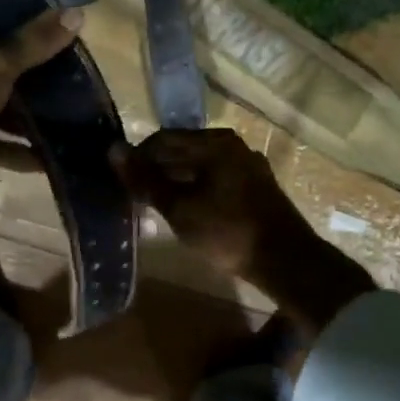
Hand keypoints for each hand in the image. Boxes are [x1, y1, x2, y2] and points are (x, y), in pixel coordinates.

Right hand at [112, 128, 374, 343]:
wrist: (286, 261)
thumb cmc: (228, 232)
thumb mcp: (179, 208)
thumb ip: (145, 180)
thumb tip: (113, 150)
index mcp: (214, 142)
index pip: (162, 139)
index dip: (137, 159)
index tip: (122, 184)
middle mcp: (233, 145)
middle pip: (182, 150)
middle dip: (156, 171)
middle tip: (136, 197)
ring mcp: (248, 164)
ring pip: (199, 166)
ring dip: (176, 182)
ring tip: (157, 207)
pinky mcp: (256, 185)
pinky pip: (216, 178)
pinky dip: (196, 190)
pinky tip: (187, 212)